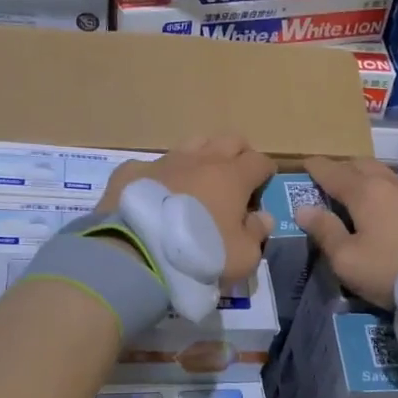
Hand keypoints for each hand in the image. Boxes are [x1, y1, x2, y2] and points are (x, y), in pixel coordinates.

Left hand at [98, 135, 277, 284]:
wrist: (137, 254)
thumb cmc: (200, 255)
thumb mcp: (242, 257)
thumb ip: (256, 233)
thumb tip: (262, 217)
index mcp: (233, 176)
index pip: (259, 161)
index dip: (265, 173)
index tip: (263, 187)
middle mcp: (201, 160)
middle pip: (229, 140)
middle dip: (238, 155)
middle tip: (235, 179)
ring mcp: (164, 161)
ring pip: (192, 144)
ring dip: (201, 157)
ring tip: (197, 182)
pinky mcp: (132, 171)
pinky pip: (151, 165)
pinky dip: (159, 176)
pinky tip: (155, 193)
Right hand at [298, 157, 397, 307]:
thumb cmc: (395, 271)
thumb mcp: (349, 261)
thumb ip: (325, 232)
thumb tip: (304, 208)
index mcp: (365, 192)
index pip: (333, 171)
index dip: (316, 167)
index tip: (306, 164)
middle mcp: (396, 184)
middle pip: (365, 166)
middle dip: (346, 169)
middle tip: (336, 181)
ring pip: (395, 182)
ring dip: (379, 187)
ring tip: (373, 204)